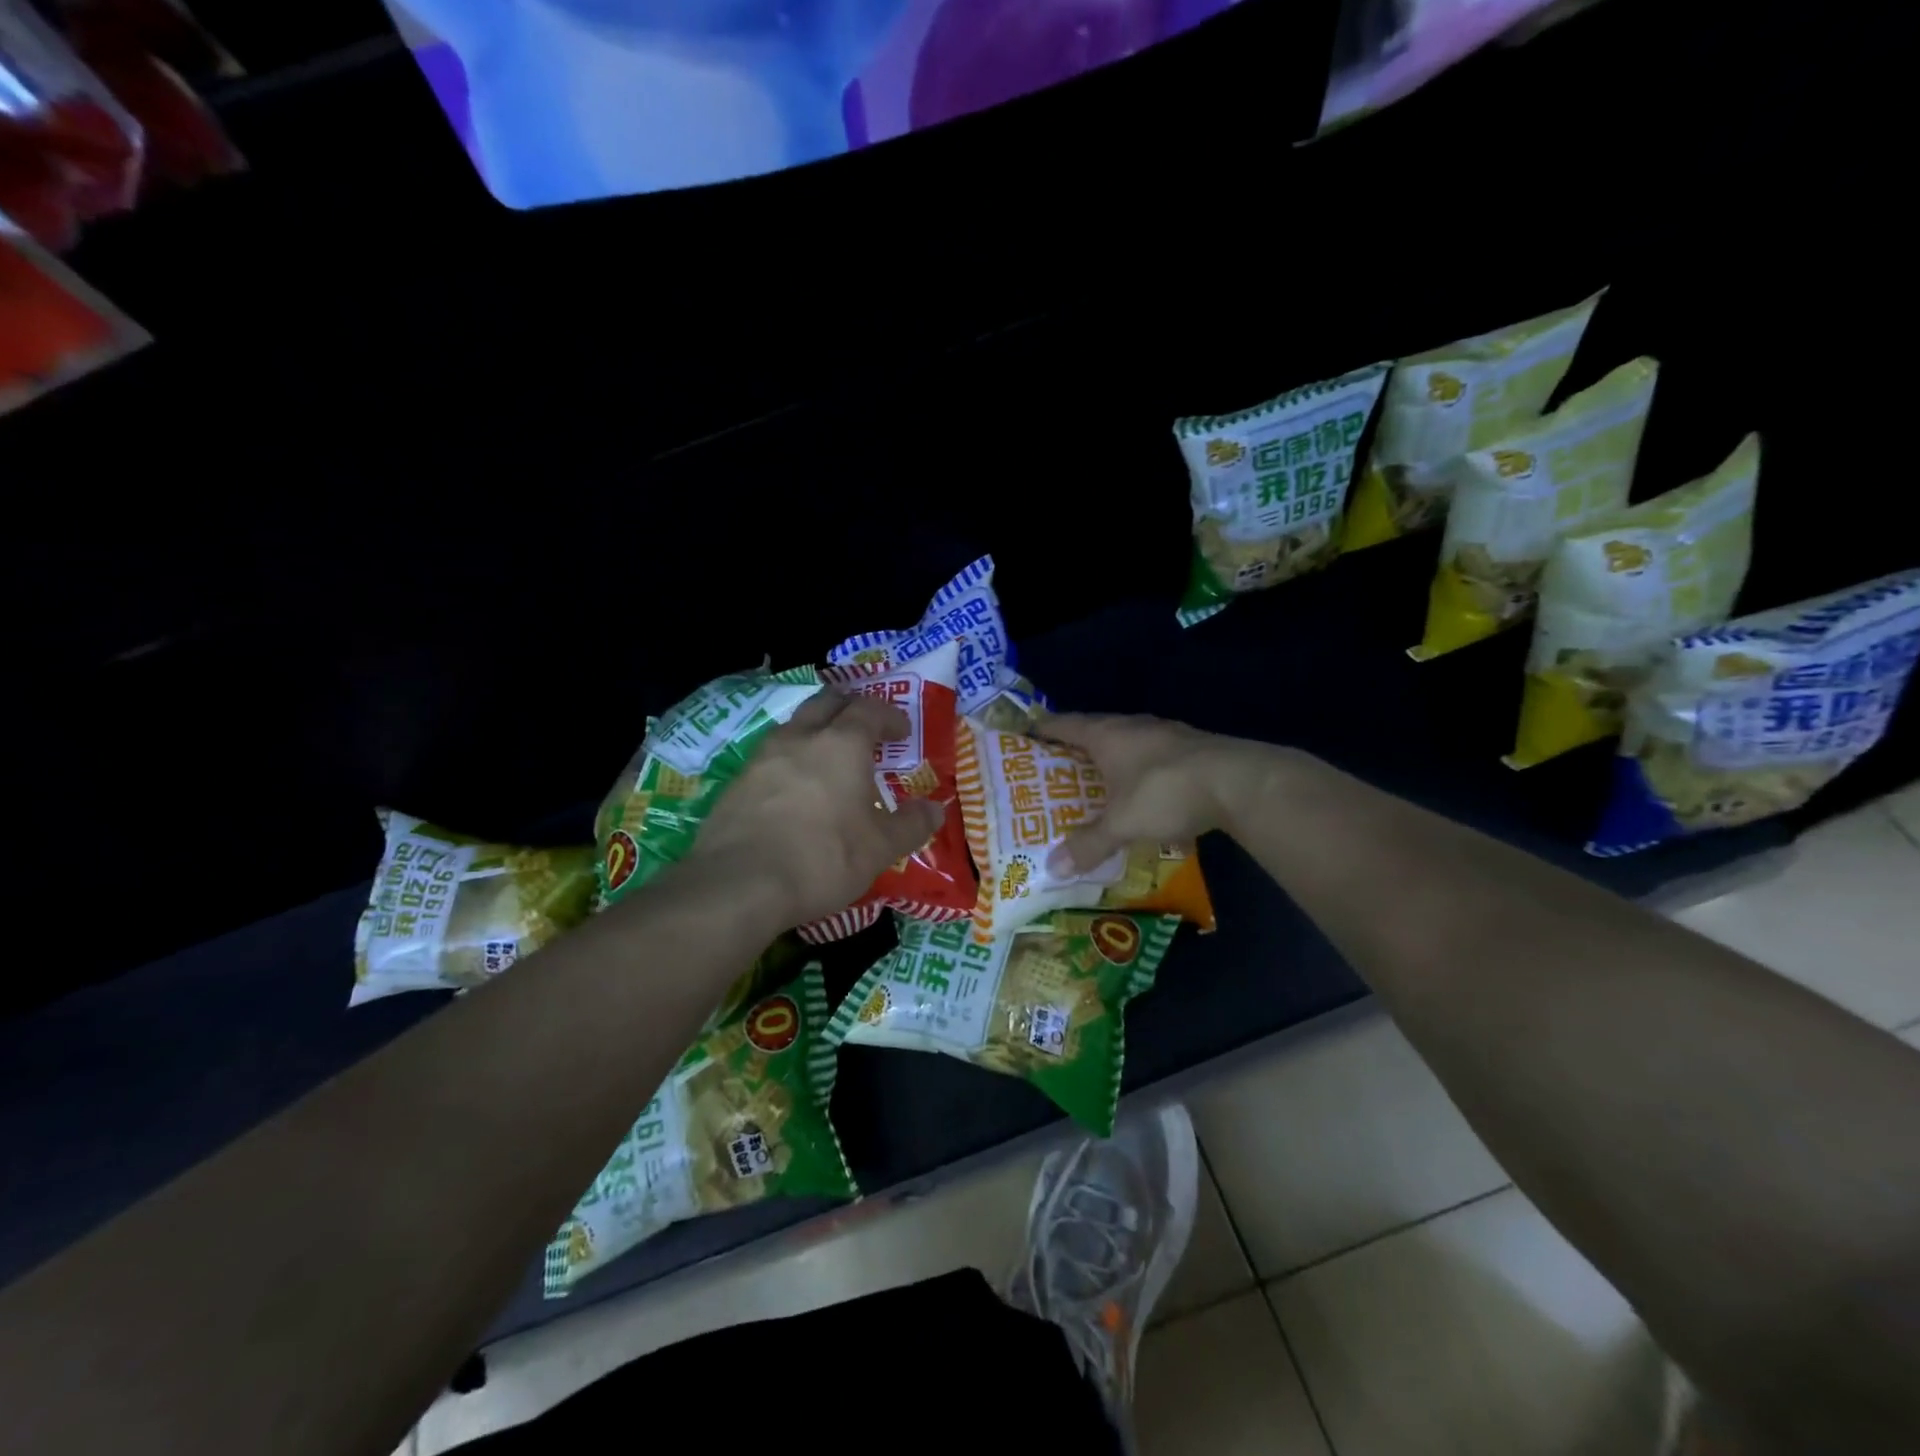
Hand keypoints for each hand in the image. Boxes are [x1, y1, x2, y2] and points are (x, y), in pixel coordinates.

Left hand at [689, 688, 946, 926]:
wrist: (739, 883)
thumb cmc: (823, 857)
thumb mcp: (880, 848)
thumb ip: (911, 825)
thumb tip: (935, 809)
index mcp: (842, 744)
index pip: (870, 709)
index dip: (889, 716)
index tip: (902, 732)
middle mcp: (801, 737)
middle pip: (826, 701)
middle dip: (849, 707)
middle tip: (865, 726)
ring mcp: (762, 756)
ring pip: (794, 725)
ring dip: (816, 729)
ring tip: (829, 755)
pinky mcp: (736, 782)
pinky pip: (770, 755)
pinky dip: (790, 758)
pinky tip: (794, 787)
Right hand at [1036, 713, 1279, 875]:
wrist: (1239, 783)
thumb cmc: (1165, 792)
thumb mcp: (1121, 824)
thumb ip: (1087, 844)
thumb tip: (1052, 869)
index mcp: (1107, 734)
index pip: (1064, 724)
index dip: (1042, 730)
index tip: (1025, 738)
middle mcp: (1133, 726)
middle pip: (1095, 732)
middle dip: (1076, 751)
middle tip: (1056, 773)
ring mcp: (1167, 734)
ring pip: (1128, 744)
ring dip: (1112, 762)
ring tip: (1097, 786)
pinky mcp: (1193, 749)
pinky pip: (1155, 758)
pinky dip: (1142, 774)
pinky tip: (1145, 797)